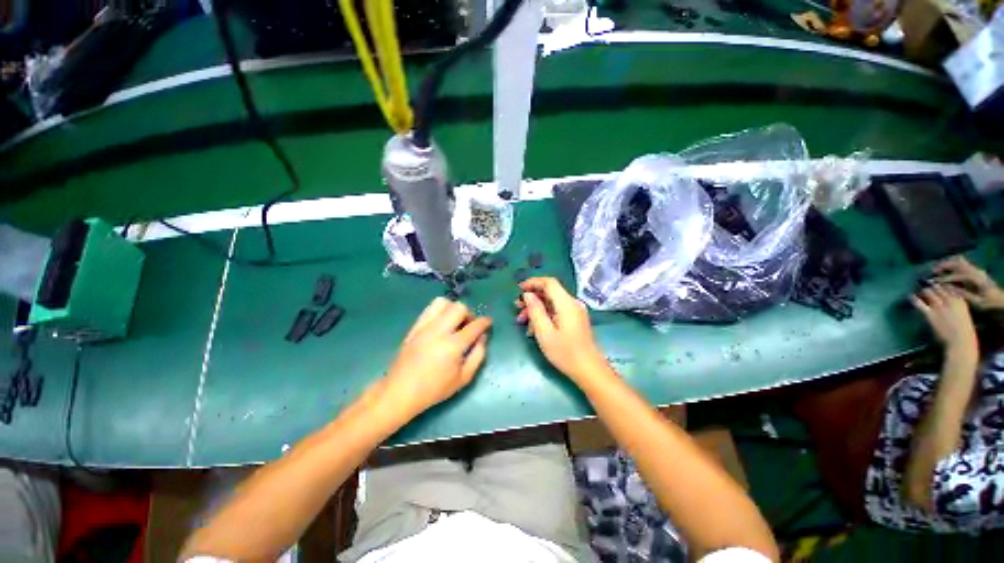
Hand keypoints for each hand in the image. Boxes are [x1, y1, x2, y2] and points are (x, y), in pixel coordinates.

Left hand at [382, 298, 491, 418]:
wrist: (400, 392)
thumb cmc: (434, 389)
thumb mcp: (463, 378)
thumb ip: (478, 355)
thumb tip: (483, 337)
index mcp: (453, 345)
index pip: (475, 325)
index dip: (485, 322)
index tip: (488, 322)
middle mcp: (439, 331)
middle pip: (459, 307)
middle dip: (469, 314)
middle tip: (469, 326)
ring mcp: (424, 327)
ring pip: (442, 302)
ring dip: (453, 309)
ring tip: (454, 322)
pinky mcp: (414, 327)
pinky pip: (429, 308)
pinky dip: (439, 311)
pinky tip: (441, 324)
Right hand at [516, 277, 608, 383]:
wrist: (588, 369)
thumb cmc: (565, 352)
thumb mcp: (544, 332)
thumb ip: (535, 310)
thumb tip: (528, 295)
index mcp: (566, 303)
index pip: (549, 282)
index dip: (533, 282)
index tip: (518, 290)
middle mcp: (572, 303)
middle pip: (550, 292)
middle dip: (532, 298)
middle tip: (516, 308)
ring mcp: (575, 311)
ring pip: (552, 302)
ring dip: (536, 308)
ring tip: (522, 321)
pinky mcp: (575, 319)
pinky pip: (557, 311)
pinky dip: (544, 315)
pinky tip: (534, 328)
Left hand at [910, 285, 977, 358]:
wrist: (961, 343)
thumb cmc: (964, 333)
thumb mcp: (963, 315)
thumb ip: (956, 307)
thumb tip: (946, 302)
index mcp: (960, 301)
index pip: (948, 287)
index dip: (941, 286)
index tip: (936, 286)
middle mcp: (950, 301)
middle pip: (937, 288)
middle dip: (931, 287)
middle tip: (926, 288)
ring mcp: (939, 307)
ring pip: (928, 292)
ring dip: (923, 291)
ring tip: (919, 292)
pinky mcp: (930, 314)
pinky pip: (918, 303)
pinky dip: (913, 298)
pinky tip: (910, 296)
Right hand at [932, 256, 1003, 310]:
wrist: (1001, 298)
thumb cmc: (988, 302)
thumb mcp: (977, 301)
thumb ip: (963, 294)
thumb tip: (947, 289)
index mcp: (975, 278)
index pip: (956, 276)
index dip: (944, 279)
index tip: (933, 282)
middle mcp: (975, 270)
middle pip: (957, 263)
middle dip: (944, 266)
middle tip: (933, 271)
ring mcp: (976, 269)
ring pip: (960, 261)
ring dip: (948, 263)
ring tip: (939, 268)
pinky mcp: (976, 270)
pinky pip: (963, 263)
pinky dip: (954, 264)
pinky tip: (949, 269)